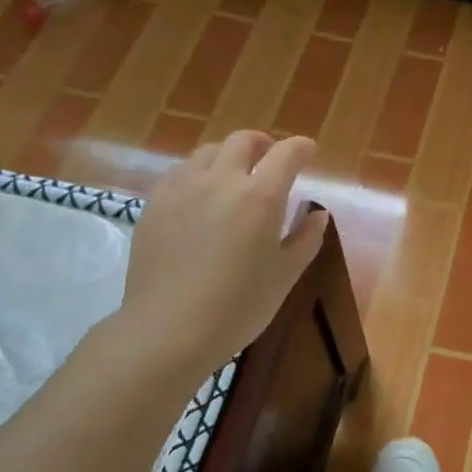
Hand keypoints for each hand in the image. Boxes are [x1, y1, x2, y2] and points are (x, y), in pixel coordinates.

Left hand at [121, 132, 328, 367]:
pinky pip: (181, 173)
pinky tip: (201, 197)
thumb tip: (317, 214)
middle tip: (271, 161)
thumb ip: (306, 238)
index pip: (287, 153)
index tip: (308, 153)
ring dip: (229, 157)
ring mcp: (182, 189)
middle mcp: (221, 180)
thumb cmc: (239, 306)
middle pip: (243, 141)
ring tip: (235, 177)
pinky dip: (199, 174)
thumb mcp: (286, 275)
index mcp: (260, 196)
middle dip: (264, 144)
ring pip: (209, 152)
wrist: (169, 330)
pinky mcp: (154, 204)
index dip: (302, 148)